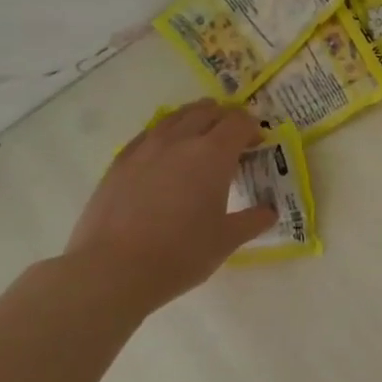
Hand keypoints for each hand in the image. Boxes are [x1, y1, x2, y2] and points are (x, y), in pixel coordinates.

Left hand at [63, 100, 277, 314]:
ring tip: (200, 136)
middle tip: (233, 138)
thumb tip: (269, 212)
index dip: (253, 128)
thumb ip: (253, 220)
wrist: (112, 270)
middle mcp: (179, 141)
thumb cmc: (181, 253)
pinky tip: (164, 154)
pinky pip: (148, 135)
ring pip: (174, 118)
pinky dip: (164, 135)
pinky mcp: (118, 164)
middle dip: (224, 118)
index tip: (258, 144)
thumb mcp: (227, 240)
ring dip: (193, 119)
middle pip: (206, 111)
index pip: (239, 122)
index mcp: (213, 155)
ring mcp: (144, 149)